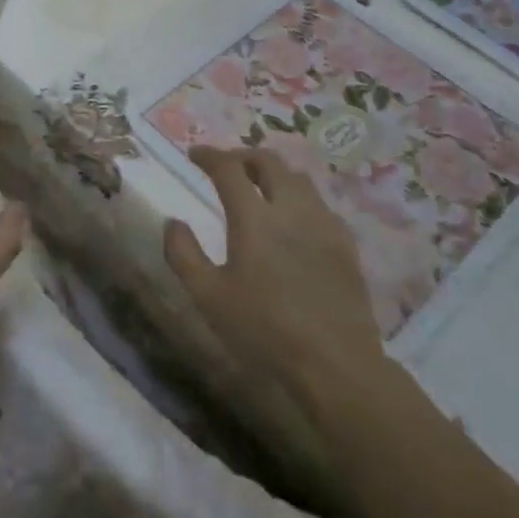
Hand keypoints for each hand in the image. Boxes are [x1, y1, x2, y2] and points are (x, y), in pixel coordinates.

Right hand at [164, 147, 389, 412]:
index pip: (228, 168)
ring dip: (274, 173)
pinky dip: (299, 197)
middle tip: (227, 166)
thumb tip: (173, 222)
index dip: (209, 155)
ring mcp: (323, 224)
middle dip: (243, 156)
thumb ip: (183, 254)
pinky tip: (294, 219)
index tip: (194, 154)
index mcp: (253, 217)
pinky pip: (319, 204)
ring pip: (298, 178)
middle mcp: (290, 208)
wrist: (335, 363)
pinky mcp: (346, 244)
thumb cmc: (264, 329)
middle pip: (269, 162)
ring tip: (259, 186)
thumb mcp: (208, 296)